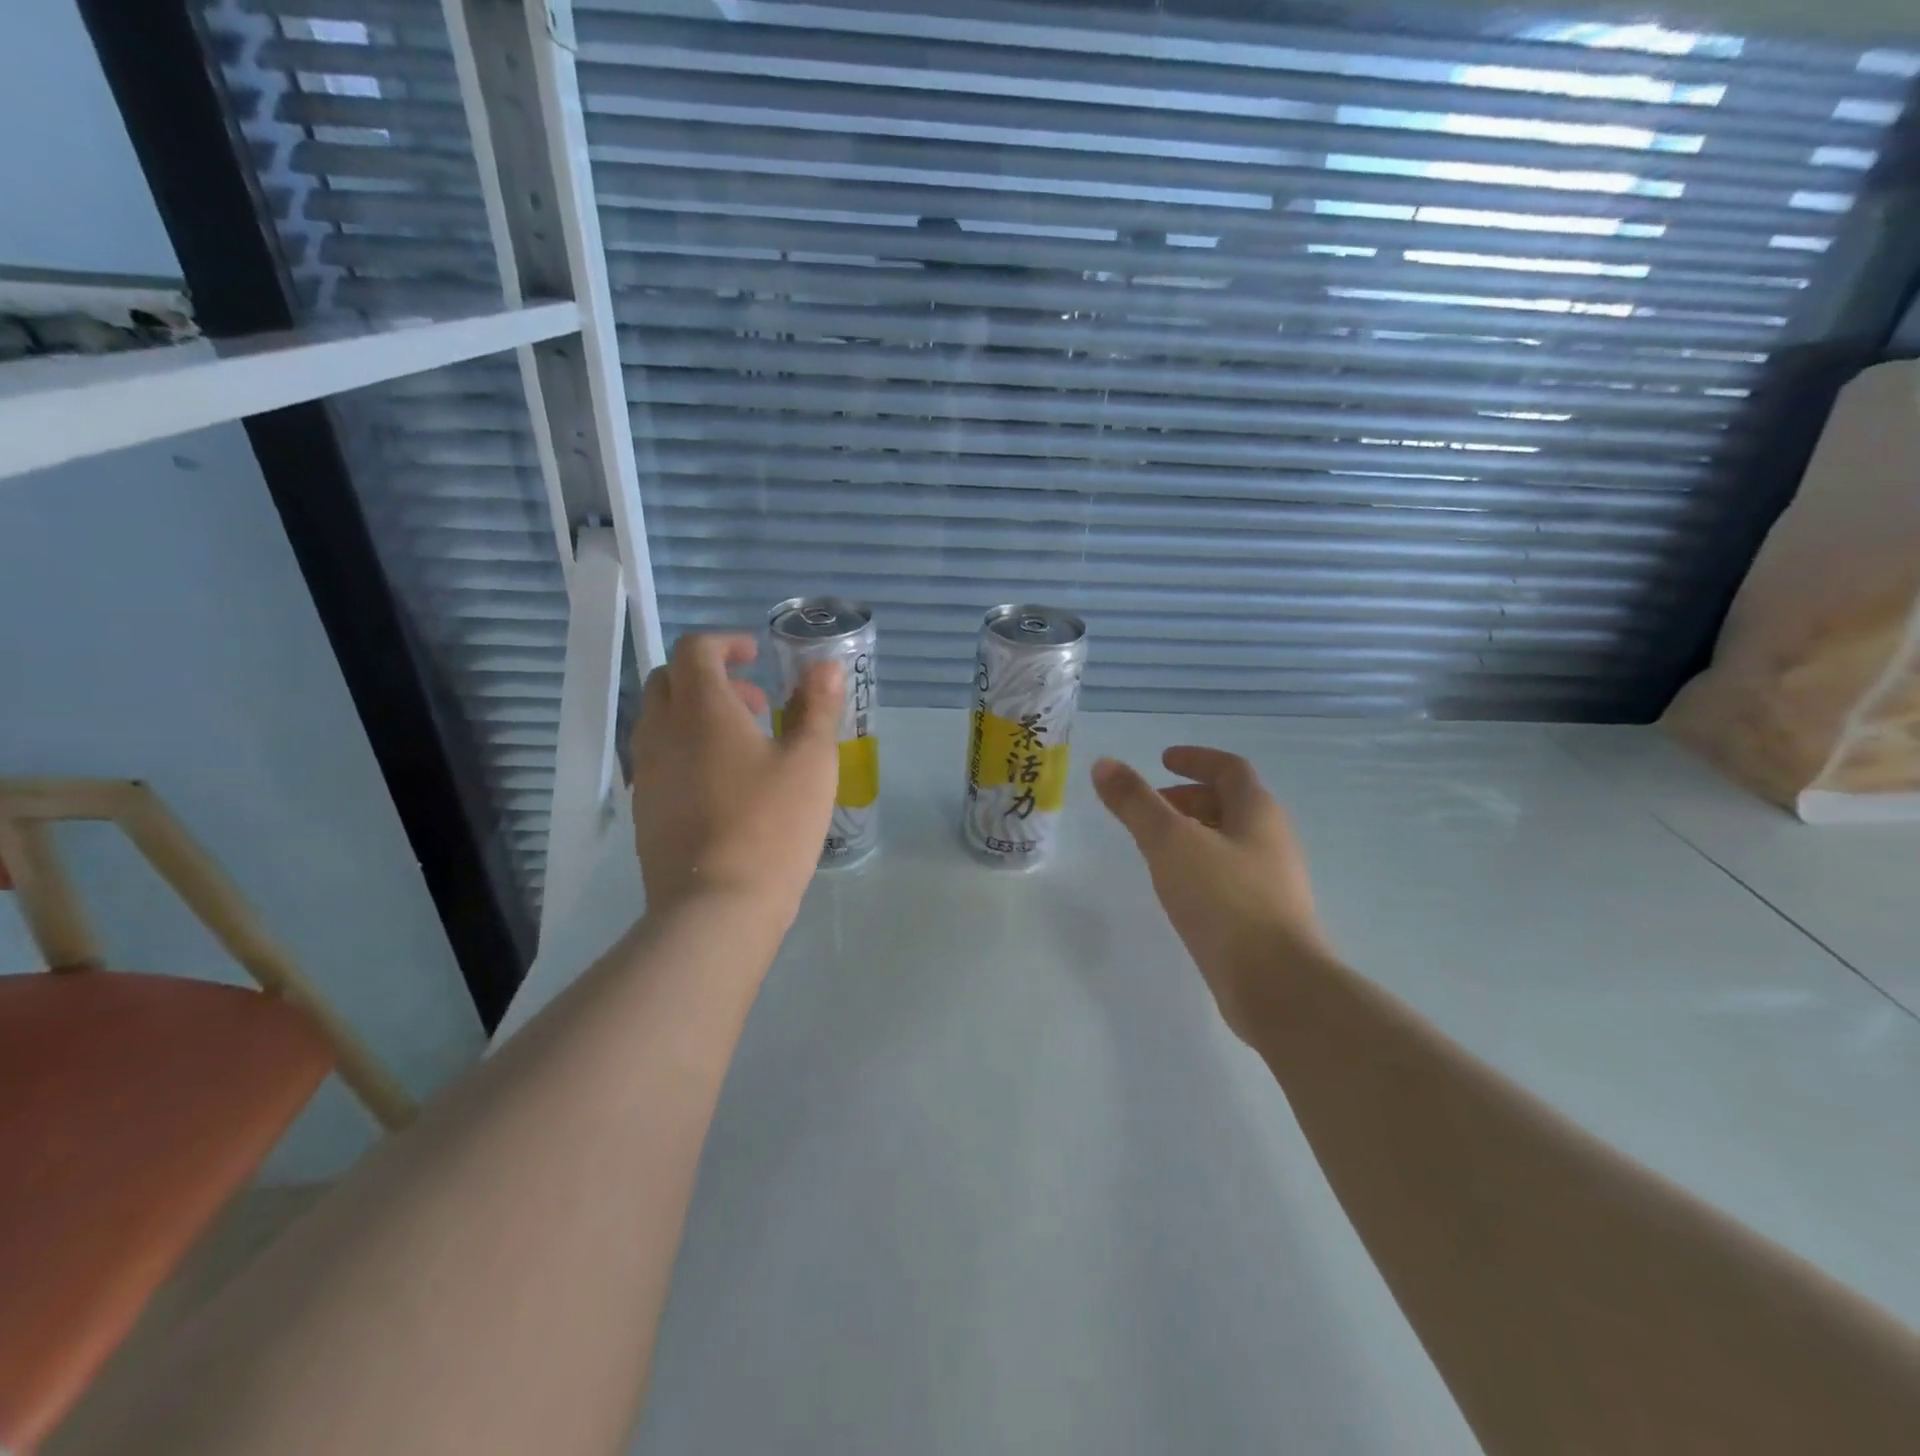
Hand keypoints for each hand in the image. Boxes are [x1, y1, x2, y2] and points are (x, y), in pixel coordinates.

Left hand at [631, 633, 841, 925]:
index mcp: (701, 709)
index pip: (695, 650)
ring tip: (745, 747)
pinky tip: (724, 786)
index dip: (725, 643)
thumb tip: (824, 666)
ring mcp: (646, 773)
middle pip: (669, 680)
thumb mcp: (811, 762)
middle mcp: (661, 732)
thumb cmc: (772, 825)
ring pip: (660, 721)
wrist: (715, 907)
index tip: (756, 656)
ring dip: (697, 715)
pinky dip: (686, 750)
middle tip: (756, 704)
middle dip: (711, 678)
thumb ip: (817, 707)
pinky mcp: (643, 810)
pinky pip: (658, 759)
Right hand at [1092, 747, 1330, 1037]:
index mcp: (1257, 813)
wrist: (1276, 985)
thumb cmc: (1224, 900)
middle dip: (1188, 798)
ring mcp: (1271, 881)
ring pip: (1228, 841)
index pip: (1229, 769)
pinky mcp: (1263, 917)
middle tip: (1149, 806)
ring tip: (1153, 846)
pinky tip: (1176, 888)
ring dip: (1192, 833)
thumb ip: (1135, 803)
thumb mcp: (1170, 843)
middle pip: (1230, 804)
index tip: (1163, 759)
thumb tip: (1104, 764)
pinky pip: (1227, 875)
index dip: (1196, 759)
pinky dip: (1198, 866)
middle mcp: (1271, 840)